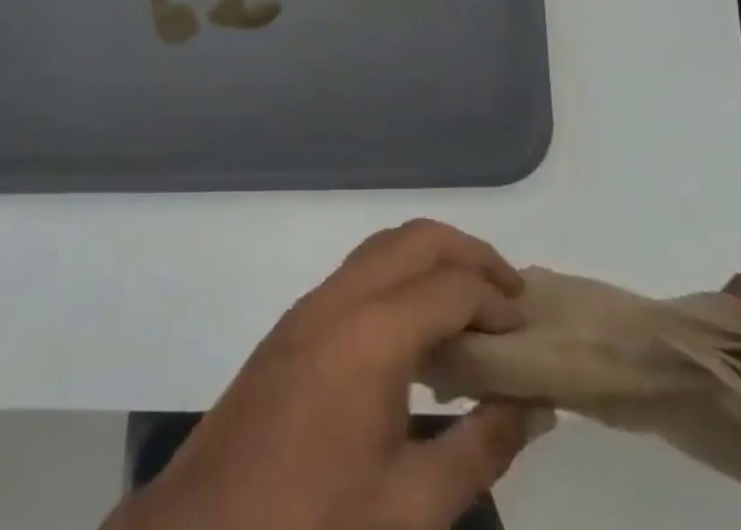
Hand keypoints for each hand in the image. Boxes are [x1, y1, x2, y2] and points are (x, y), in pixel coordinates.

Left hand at [105, 220, 546, 529]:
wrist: (210, 529)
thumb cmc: (316, 520)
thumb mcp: (411, 506)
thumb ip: (480, 450)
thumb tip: (530, 405)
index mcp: (373, 333)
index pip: (452, 287)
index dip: (498, 302)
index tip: (530, 330)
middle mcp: (342, 297)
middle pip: (416, 240)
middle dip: (470, 253)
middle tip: (511, 294)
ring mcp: (312, 303)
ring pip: (384, 246)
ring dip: (433, 258)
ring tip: (473, 302)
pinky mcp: (295, 321)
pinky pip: (360, 271)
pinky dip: (401, 274)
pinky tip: (418, 326)